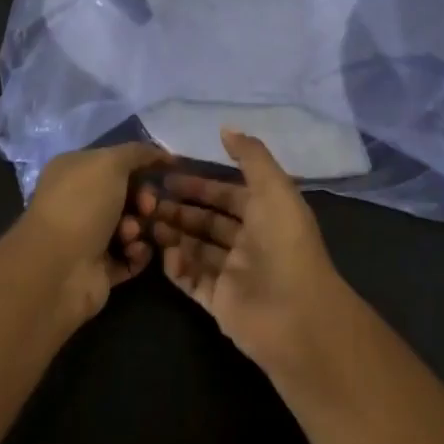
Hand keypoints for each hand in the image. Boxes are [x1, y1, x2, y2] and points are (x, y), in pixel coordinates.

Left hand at [11, 142, 171, 325]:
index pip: (115, 162)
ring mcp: (88, 237)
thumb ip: (137, 153)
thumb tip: (161, 153)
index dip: (142, 164)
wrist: (59, 268)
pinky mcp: (100, 269)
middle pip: (127, 194)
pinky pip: (131, 256)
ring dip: (140, 227)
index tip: (166, 171)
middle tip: (148, 207)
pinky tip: (135, 251)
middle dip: (144, 198)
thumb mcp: (110, 163)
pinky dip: (138, 253)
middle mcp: (79, 201)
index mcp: (74, 170)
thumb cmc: (82, 204)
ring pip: (132, 225)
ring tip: (132, 234)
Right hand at [142, 128, 349, 374]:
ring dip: (174, 234)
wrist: (294, 314)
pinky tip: (163, 253)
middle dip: (181, 210)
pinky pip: (192, 280)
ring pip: (197, 249)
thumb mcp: (273, 188)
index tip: (167, 176)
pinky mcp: (220, 302)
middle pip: (209, 222)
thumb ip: (250, 156)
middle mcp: (250, 243)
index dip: (200, 184)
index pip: (228, 194)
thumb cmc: (284, 243)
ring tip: (148, 223)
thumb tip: (225, 128)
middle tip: (148, 200)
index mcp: (266, 215)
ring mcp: (234, 274)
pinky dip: (177, 267)